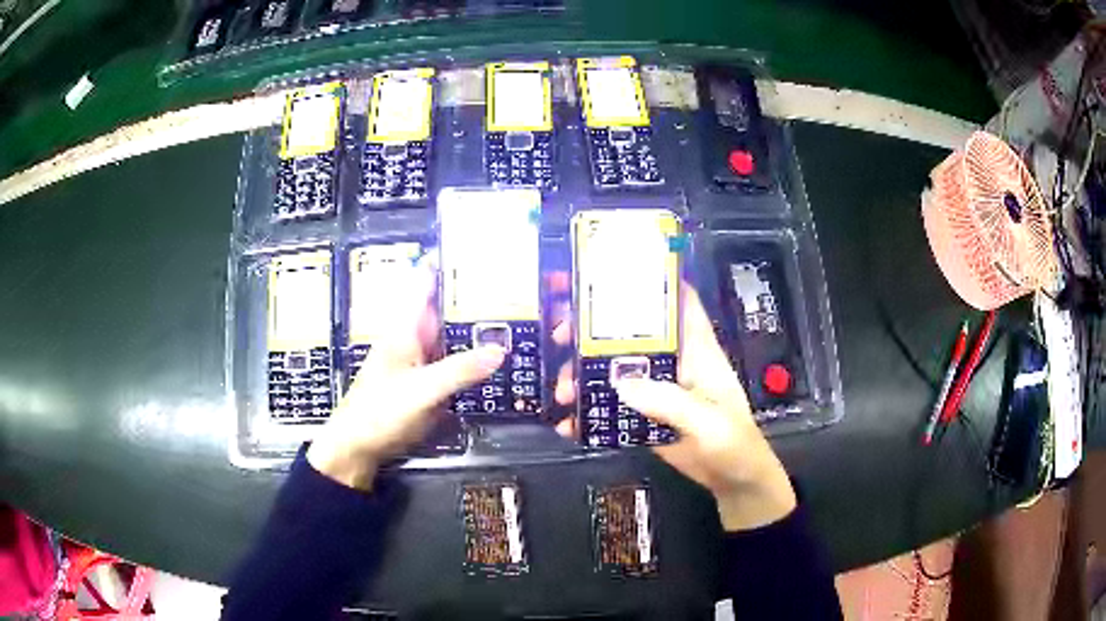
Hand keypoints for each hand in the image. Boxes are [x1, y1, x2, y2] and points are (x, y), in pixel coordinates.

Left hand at [307, 265, 504, 490]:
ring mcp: (420, 361)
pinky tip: (496, 357)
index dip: (447, 262)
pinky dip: (473, 356)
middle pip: (445, 307)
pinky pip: (454, 362)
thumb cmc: (380, 412)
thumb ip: (459, 371)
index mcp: (405, 328)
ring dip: (476, 326)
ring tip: (516, 314)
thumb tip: (501, 350)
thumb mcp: (421, 391)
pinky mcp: (426, 383)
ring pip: (452, 335)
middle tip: (514, 284)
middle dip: (473, 295)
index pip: (425, 283)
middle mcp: (414, 338)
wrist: (357, 448)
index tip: (477, 248)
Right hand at [552, 283, 796, 530]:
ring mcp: (657, 389)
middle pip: (632, 333)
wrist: (734, 481)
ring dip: (585, 376)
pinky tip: (569, 423)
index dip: (651, 282)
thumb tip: (619, 381)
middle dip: (594, 330)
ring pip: (615, 369)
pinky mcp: (645, 415)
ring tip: (563, 394)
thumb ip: (669, 402)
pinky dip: (590, 412)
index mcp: (697, 351)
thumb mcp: (708, 423)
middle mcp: (674, 363)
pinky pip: (613, 406)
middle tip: (561, 337)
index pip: (678, 303)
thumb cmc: (734, 443)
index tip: (609, 274)